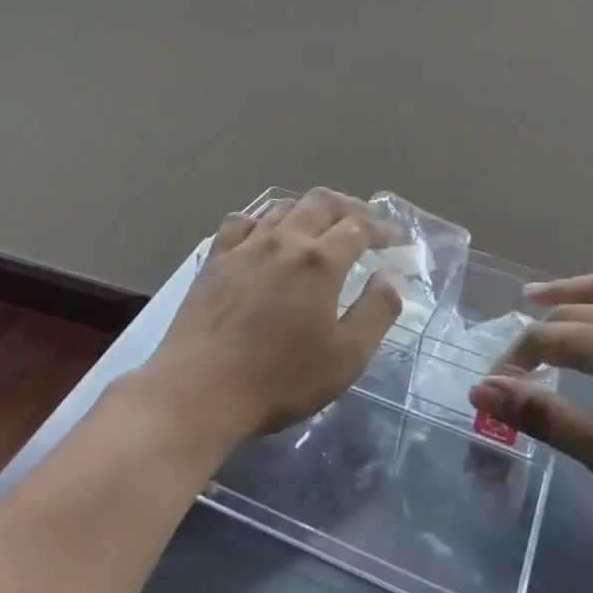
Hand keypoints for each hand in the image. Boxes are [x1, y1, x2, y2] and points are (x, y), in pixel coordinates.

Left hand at [146, 188, 403, 445]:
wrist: (199, 389)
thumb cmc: (280, 379)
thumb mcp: (346, 358)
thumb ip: (375, 313)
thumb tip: (387, 278)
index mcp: (320, 261)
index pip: (358, 226)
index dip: (379, 227)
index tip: (392, 238)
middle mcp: (284, 241)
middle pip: (320, 202)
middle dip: (348, 206)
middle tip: (362, 221)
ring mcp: (244, 246)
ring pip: (281, 207)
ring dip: (307, 209)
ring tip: (318, 224)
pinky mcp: (215, 259)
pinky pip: (241, 222)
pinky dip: (261, 220)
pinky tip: (263, 234)